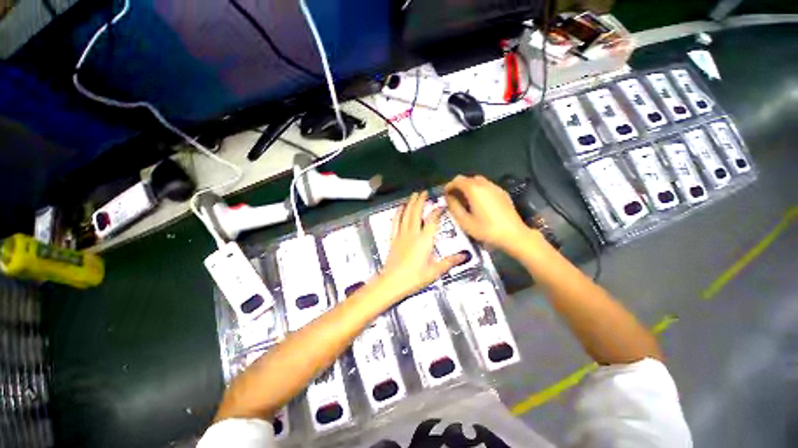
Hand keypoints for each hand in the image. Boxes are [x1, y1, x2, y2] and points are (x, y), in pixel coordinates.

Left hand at [377, 191, 464, 302]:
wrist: (392, 282)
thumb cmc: (414, 278)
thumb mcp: (435, 271)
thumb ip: (449, 262)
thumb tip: (465, 256)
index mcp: (424, 240)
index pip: (432, 220)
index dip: (437, 211)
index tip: (441, 205)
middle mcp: (413, 233)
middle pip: (416, 213)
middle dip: (420, 201)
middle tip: (424, 192)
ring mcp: (401, 235)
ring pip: (406, 215)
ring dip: (410, 203)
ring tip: (413, 195)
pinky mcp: (393, 238)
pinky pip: (395, 222)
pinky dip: (398, 213)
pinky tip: (399, 208)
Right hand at [444, 175, 540, 253]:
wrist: (513, 235)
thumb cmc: (486, 230)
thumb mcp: (465, 221)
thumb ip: (454, 207)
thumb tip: (448, 198)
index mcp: (474, 190)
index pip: (457, 180)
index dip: (449, 186)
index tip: (445, 195)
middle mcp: (484, 184)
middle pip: (468, 179)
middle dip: (458, 186)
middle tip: (454, 198)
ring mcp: (495, 188)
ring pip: (478, 181)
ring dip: (469, 187)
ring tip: (466, 201)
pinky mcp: (502, 193)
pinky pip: (487, 186)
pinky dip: (479, 190)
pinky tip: (479, 203)